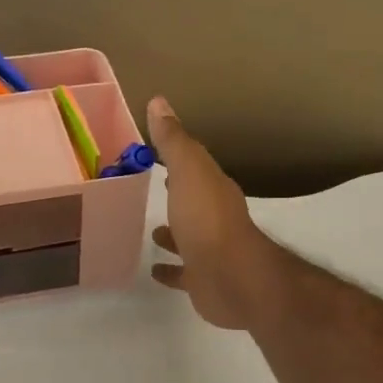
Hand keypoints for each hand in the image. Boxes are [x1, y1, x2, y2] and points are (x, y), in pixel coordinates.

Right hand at [147, 96, 279, 330]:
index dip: (178, 161)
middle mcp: (214, 218)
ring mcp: (210, 251)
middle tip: (151, 190)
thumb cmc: (207, 221)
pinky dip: (170, 270)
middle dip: (176, 197)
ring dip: (172, 234)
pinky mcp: (203, 280)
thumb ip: (173, 141)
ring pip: (187, 238)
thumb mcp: (188, 172)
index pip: (195, 169)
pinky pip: (183, 272)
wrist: (232, 279)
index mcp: (213, 189)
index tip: (156, 155)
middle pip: (193, 202)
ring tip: (151, 231)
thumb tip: (159, 101)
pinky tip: (154, 270)